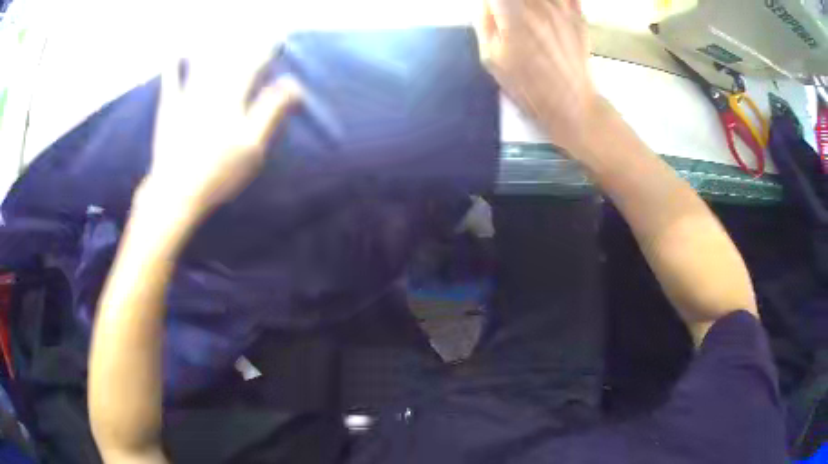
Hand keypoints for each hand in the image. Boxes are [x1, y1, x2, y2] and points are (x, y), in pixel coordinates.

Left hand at [144, 46, 301, 221]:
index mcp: (232, 99)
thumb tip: (293, 84)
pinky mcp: (169, 110)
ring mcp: (187, 99)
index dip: (266, 52)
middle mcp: (210, 91)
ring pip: (202, 64)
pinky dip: (172, 68)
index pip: (253, 67)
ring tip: (220, 31)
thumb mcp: (253, 146)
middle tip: (252, 30)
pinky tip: (174, 55)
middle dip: (243, 44)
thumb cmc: (218, 173)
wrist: (176, 191)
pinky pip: (171, 83)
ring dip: (213, 46)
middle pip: (228, 60)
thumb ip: (271, 111)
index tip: (278, 39)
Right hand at [475, 0, 598, 153]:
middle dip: (508, 2)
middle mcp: (538, 4)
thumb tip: (486, 1)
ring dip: (531, 3)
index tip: (492, 10)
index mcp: (513, 13)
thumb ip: (484, 21)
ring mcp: (561, 7)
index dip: (492, 1)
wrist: (571, 103)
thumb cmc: (527, 85)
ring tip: (526, 16)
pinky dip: (554, 1)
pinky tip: (546, 10)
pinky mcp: (578, 15)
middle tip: (506, 13)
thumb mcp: (491, 57)